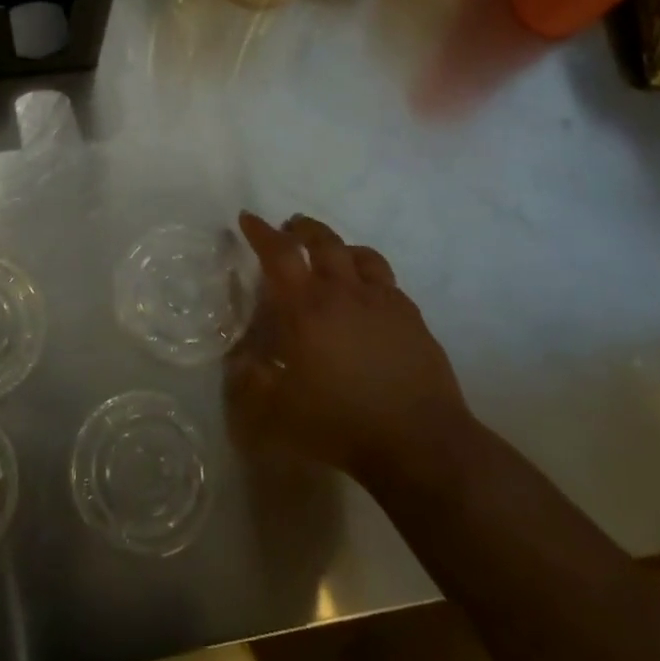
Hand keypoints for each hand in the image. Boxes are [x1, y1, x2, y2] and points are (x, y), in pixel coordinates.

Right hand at [226, 213, 477, 494]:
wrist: (420, 443)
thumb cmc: (341, 424)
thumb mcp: (278, 413)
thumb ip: (252, 382)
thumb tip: (240, 360)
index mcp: (306, 308)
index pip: (279, 254)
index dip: (261, 232)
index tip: (248, 218)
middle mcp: (344, 293)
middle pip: (324, 241)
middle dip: (304, 228)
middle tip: (291, 228)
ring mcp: (383, 302)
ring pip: (362, 255)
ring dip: (341, 248)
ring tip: (333, 256)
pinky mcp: (413, 318)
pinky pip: (388, 283)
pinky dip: (371, 277)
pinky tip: (369, 297)